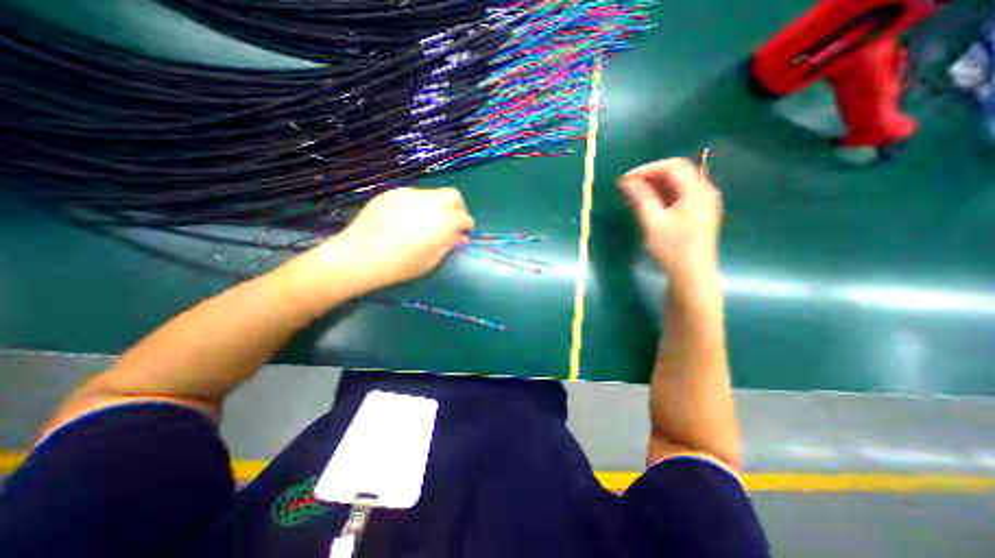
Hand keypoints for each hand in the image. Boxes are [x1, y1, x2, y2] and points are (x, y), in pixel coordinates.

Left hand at [292, 188, 476, 298]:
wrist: (358, 256)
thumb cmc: (399, 265)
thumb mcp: (430, 261)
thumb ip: (448, 245)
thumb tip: (461, 237)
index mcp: (442, 222)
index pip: (464, 217)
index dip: (466, 226)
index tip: (461, 235)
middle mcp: (429, 203)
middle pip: (453, 196)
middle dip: (457, 209)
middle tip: (449, 224)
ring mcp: (409, 194)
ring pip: (433, 193)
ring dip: (437, 206)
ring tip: (425, 222)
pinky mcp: (392, 193)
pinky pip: (413, 194)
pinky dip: (418, 204)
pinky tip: (406, 219)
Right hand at [620, 157, 719, 279]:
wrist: (692, 275)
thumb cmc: (673, 249)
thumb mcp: (653, 222)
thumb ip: (641, 198)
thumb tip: (626, 181)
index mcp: (697, 191)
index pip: (672, 166)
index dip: (647, 169)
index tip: (626, 179)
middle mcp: (704, 192)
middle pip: (677, 173)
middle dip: (651, 176)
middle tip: (629, 186)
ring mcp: (704, 203)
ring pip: (678, 185)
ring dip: (656, 185)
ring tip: (635, 194)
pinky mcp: (699, 214)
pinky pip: (680, 196)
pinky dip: (663, 195)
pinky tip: (650, 203)